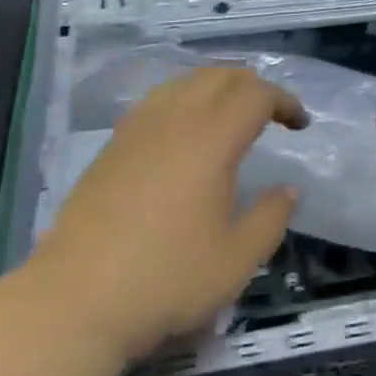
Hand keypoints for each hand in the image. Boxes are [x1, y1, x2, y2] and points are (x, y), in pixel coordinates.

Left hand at [34, 68, 303, 363]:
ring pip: (186, 81)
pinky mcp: (113, 144)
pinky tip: (184, 133)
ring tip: (231, 117)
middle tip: (271, 114)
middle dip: (253, 86)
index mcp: (211, 139)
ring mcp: (138, 128)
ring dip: (217, 88)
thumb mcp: (235, 261)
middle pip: (221, 76)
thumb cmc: (165, 280)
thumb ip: (270, 218)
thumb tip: (288, 189)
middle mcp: (175, 119)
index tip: (300, 124)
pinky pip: (159, 99)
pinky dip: (185, 99)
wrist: (75, 299)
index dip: (284, 101)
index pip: (256, 95)